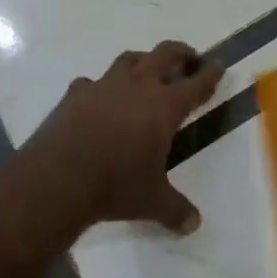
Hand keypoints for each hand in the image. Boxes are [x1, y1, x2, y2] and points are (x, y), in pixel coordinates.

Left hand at [22, 41, 224, 233]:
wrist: (58, 179)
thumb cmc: (115, 186)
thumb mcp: (152, 202)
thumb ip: (176, 210)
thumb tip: (194, 225)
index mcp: (164, 106)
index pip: (196, 84)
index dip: (210, 74)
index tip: (218, 66)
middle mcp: (137, 87)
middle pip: (164, 54)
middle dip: (180, 53)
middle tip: (188, 59)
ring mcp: (103, 86)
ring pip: (129, 59)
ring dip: (143, 61)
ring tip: (146, 71)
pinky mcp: (75, 94)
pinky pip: (92, 82)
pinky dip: (100, 87)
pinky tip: (99, 99)